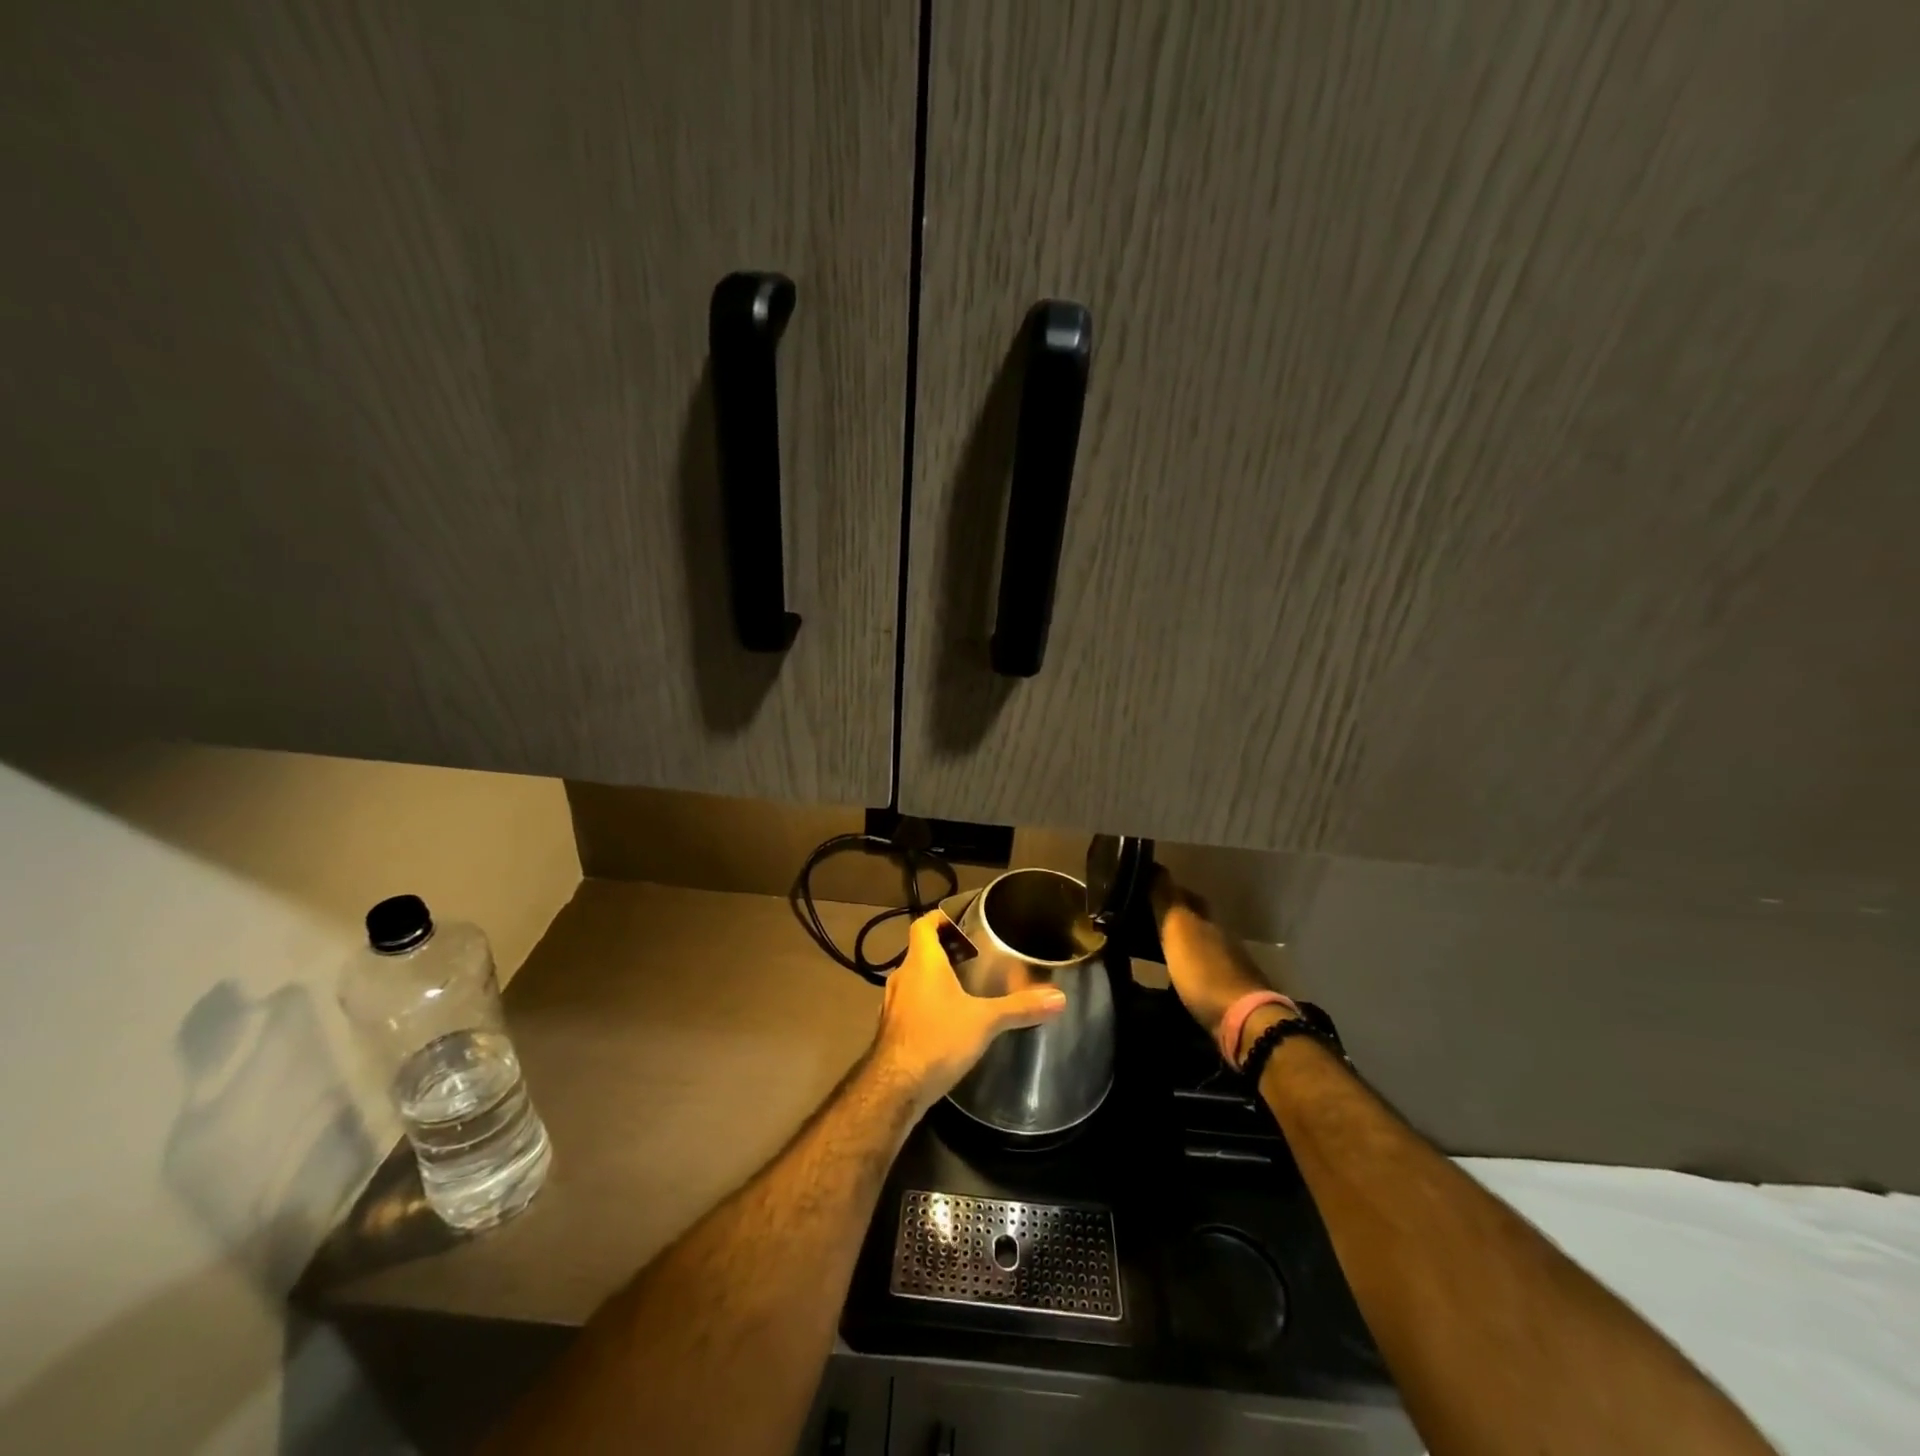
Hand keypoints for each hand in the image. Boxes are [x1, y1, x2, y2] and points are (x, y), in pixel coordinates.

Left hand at [871, 911, 1067, 1110]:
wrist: (895, 1087)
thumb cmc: (938, 1039)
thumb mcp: (984, 1021)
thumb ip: (1019, 1007)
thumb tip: (1059, 997)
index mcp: (922, 962)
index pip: (923, 925)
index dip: (939, 919)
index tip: (961, 922)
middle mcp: (902, 976)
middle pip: (921, 952)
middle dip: (945, 951)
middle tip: (975, 956)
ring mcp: (893, 1003)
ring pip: (915, 979)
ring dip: (935, 979)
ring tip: (966, 987)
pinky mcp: (892, 1029)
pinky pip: (911, 1004)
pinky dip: (928, 1004)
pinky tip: (948, 1021)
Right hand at [1151, 867, 1286, 1045]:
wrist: (1244, 1022)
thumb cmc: (1204, 972)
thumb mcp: (1178, 930)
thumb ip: (1166, 900)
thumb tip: (1155, 866)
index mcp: (1207, 919)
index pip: (1184, 895)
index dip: (1165, 889)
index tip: (1142, 889)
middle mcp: (1220, 936)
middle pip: (1194, 919)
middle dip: (1172, 916)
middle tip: (1143, 919)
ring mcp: (1227, 965)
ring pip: (1198, 944)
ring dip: (1179, 943)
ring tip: (1152, 948)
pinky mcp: (1227, 992)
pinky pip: (1200, 969)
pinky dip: (1186, 966)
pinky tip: (1173, 975)